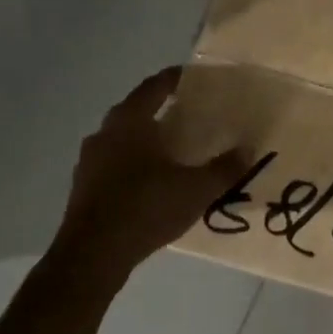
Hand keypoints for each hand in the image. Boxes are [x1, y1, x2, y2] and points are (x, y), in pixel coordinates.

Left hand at [51, 67, 246, 287]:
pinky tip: (152, 180)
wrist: (91, 256)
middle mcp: (105, 133)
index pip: (155, 87)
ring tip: (172, 148)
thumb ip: (224, 169)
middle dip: (161, 109)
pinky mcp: (83, 187)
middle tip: (189, 113)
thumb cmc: (145, 208)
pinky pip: (114, 163)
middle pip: (136, 110)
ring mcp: (89, 161)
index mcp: (130, 121)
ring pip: (122, 138)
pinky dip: (133, 163)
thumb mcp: (196, 189)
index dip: (175, 79)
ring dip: (146, 138)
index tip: (194, 77)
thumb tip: (249, 150)